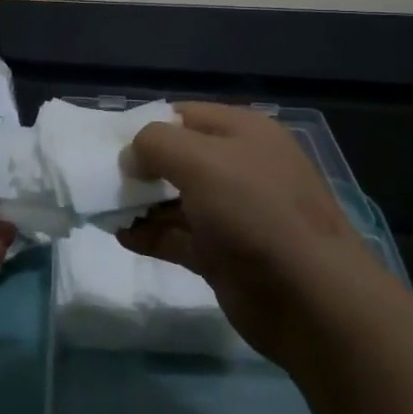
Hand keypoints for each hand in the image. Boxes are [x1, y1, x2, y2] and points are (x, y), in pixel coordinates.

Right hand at [120, 103, 388, 368]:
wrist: (309, 299)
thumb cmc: (255, 213)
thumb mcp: (202, 161)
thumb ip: (157, 144)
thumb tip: (132, 157)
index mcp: (244, 132)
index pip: (185, 115)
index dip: (148, 126)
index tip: (111, 145)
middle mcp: (240, 167)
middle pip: (179, 158)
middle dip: (140, 168)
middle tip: (103, 180)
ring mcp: (233, 213)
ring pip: (176, 199)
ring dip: (141, 203)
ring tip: (104, 209)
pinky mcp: (224, 254)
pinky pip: (179, 236)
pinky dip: (151, 235)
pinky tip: (123, 236)